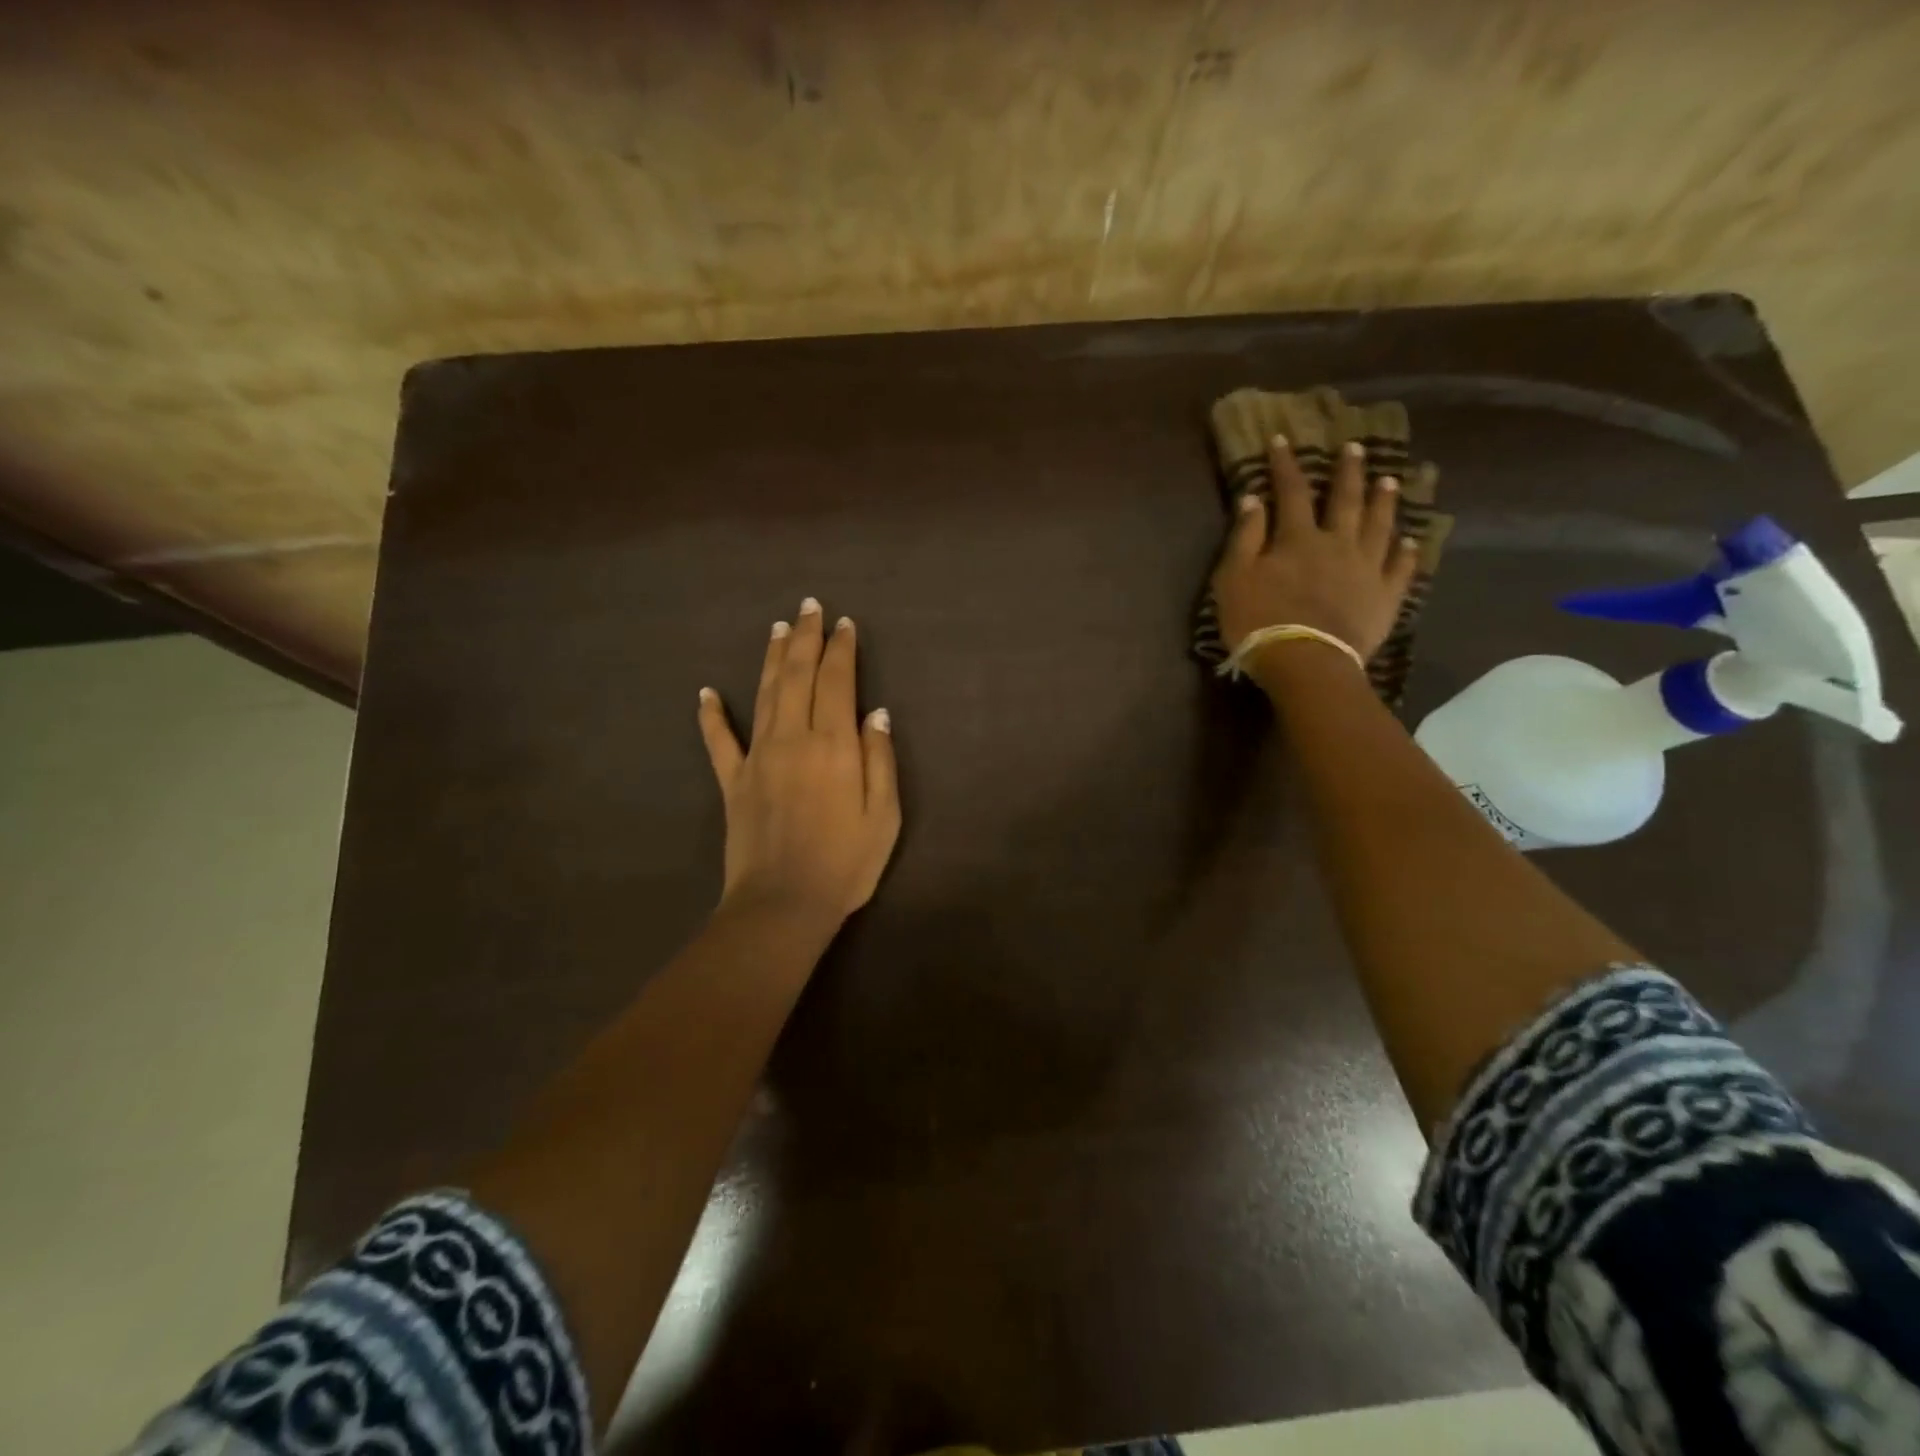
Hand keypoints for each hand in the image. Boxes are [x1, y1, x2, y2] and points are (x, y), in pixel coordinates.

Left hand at [697, 598, 901, 921]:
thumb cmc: (845, 863)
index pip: (837, 681)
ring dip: (771, 658)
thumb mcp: (884, 815)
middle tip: (809, 607)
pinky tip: (705, 694)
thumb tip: (876, 713)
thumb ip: (880, 758)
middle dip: (805, 638)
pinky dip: (711, 716)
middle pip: (797, 676)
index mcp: (833, 744)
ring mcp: (757, 757)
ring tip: (777, 629)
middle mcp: (792, 738)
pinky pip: (719, 741)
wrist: (783, 904)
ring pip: (764, 694)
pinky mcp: (732, 781)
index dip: (842, 649)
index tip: (845, 624)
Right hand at [1210, 436, 1417, 666]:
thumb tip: (1254, 498)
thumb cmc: (1259, 621)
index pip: (1291, 492)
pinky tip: (1412, 540)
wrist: (1305, 662)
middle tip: (1355, 447)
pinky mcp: (1385, 597)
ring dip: (1384, 501)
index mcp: (1298, 538)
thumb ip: (1245, 537)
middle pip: (1345, 500)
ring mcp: (1366, 569)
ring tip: (1390, 480)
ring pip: (1379, 526)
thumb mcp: (1234, 578)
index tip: (1282, 439)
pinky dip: (1407, 552)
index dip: (1286, 465)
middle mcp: (1338, 543)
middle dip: (1348, 472)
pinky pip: (1400, 568)